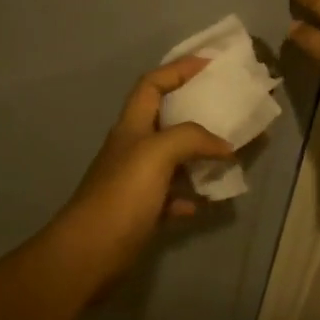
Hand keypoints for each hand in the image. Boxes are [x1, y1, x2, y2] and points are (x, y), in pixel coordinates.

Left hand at [44, 58, 238, 293]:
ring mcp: (136, 182)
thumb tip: (225, 145)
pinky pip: (171, 198)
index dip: (178, 69)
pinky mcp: (141, 213)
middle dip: (198, 112)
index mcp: (132, 127)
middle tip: (231, 111)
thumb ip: (191, 138)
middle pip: (166, 119)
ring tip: (231, 156)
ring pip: (173, 160)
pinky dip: (190, 195)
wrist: (88, 253)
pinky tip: (207, 201)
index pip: (152, 84)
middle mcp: (133, 149)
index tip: (210, 65)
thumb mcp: (156, 154)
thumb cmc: (121, 195)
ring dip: (200, 156)